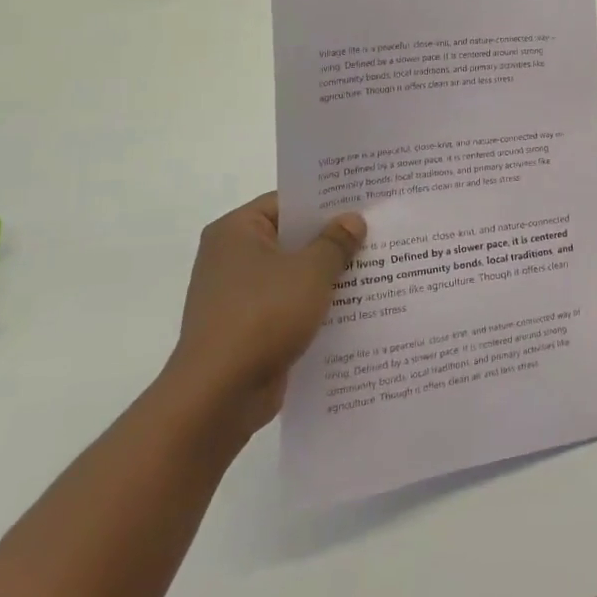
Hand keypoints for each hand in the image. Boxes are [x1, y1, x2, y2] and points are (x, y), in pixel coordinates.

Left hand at [161, 192, 365, 434]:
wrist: (219, 395)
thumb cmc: (262, 316)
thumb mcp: (311, 271)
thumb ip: (335, 242)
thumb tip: (352, 220)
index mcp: (236, 231)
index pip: (287, 202)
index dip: (326, 201)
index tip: (363, 202)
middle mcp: (231, 258)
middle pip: (291, 238)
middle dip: (332, 239)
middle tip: (377, 233)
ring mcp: (237, 295)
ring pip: (293, 274)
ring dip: (327, 275)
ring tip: (375, 269)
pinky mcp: (247, 328)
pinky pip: (289, 305)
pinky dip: (315, 305)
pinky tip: (353, 307)